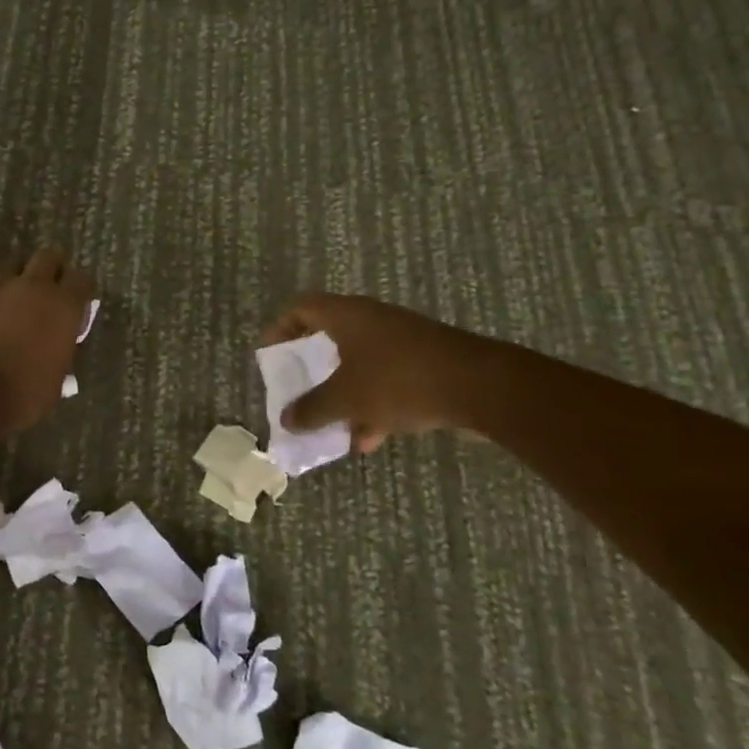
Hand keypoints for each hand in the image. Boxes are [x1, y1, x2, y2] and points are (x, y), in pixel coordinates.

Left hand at [0, 247, 96, 431]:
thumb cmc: (20, 394)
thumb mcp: (54, 382)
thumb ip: (59, 356)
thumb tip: (57, 353)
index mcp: (62, 306)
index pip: (82, 279)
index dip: (82, 290)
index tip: (80, 303)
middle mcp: (31, 287)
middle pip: (47, 258)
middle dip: (52, 269)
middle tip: (51, 290)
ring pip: (13, 270)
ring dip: (18, 283)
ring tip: (17, 307)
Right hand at [264, 294, 509, 452]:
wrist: (479, 387)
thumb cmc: (399, 380)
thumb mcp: (346, 398)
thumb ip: (312, 409)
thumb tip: (287, 419)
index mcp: (348, 316)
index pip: (303, 308)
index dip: (281, 328)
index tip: (269, 355)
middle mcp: (373, 322)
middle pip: (331, 338)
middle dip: (313, 370)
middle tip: (297, 390)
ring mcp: (402, 342)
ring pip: (360, 365)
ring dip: (343, 395)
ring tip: (330, 427)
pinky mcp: (425, 364)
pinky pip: (387, 382)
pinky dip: (373, 406)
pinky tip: (369, 439)